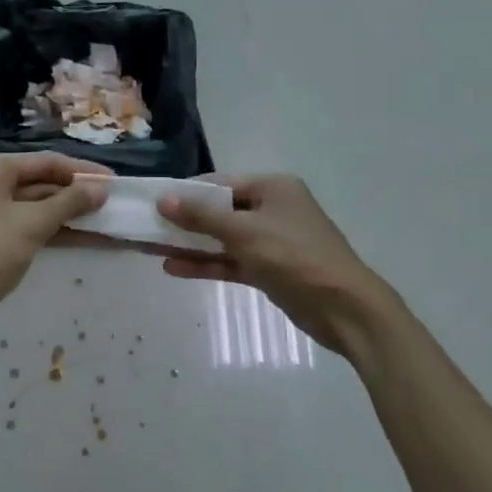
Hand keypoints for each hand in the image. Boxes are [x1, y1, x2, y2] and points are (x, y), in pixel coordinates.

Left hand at [0, 153, 109, 341]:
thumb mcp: (31, 225)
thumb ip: (69, 203)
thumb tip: (100, 189)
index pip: (47, 161)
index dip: (83, 171)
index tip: (115, 181)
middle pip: (42, 182)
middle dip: (78, 194)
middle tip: (114, 203)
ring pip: (37, 207)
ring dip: (70, 215)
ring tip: (107, 221)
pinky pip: (29, 226)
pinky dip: (54, 231)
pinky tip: (85, 238)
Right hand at [158, 175, 395, 354]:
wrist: (344, 308)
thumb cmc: (294, 257)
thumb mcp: (244, 232)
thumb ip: (202, 216)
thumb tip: (163, 199)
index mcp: (272, 187)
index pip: (220, 183)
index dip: (186, 192)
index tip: (153, 202)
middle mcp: (271, 208)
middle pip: (220, 210)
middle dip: (185, 220)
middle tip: (147, 227)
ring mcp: (271, 240)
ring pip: (223, 238)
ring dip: (191, 244)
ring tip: (152, 248)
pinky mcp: (269, 269)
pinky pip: (231, 261)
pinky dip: (207, 263)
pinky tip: (175, 268)